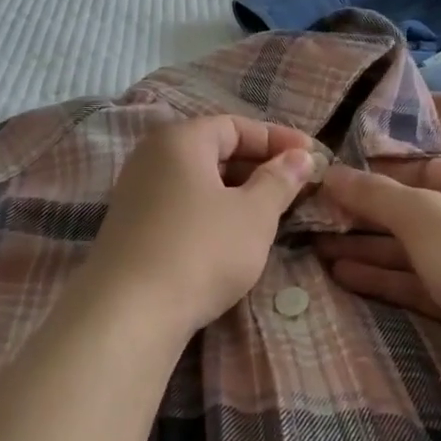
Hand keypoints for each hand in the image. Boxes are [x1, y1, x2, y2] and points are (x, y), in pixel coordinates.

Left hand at [76, 115, 321, 337]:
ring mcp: (136, 193)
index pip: (236, 126)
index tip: (312, 156)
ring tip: (272, 212)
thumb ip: (280, 180)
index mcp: (180, 139)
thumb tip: (301, 156)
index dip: (277, 139)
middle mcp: (152, 157)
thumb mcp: (254, 214)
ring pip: (199, 181)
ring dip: (237, 191)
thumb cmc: (201, 250)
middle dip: (258, 165)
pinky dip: (213, 211)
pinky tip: (233, 236)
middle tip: (296, 186)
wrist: (129, 315)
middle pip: (214, 150)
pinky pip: (182, 205)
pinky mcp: (132, 228)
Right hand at [315, 159, 440, 407]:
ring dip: (367, 249)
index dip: (377, 176)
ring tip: (317, 249)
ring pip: (410, 250)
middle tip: (314, 218)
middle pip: (412, 212)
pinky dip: (382, 278)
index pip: (422, 170)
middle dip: (364, 216)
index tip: (331, 183)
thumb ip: (374, 194)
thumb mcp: (423, 215)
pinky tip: (343, 275)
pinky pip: (415, 282)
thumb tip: (330, 171)